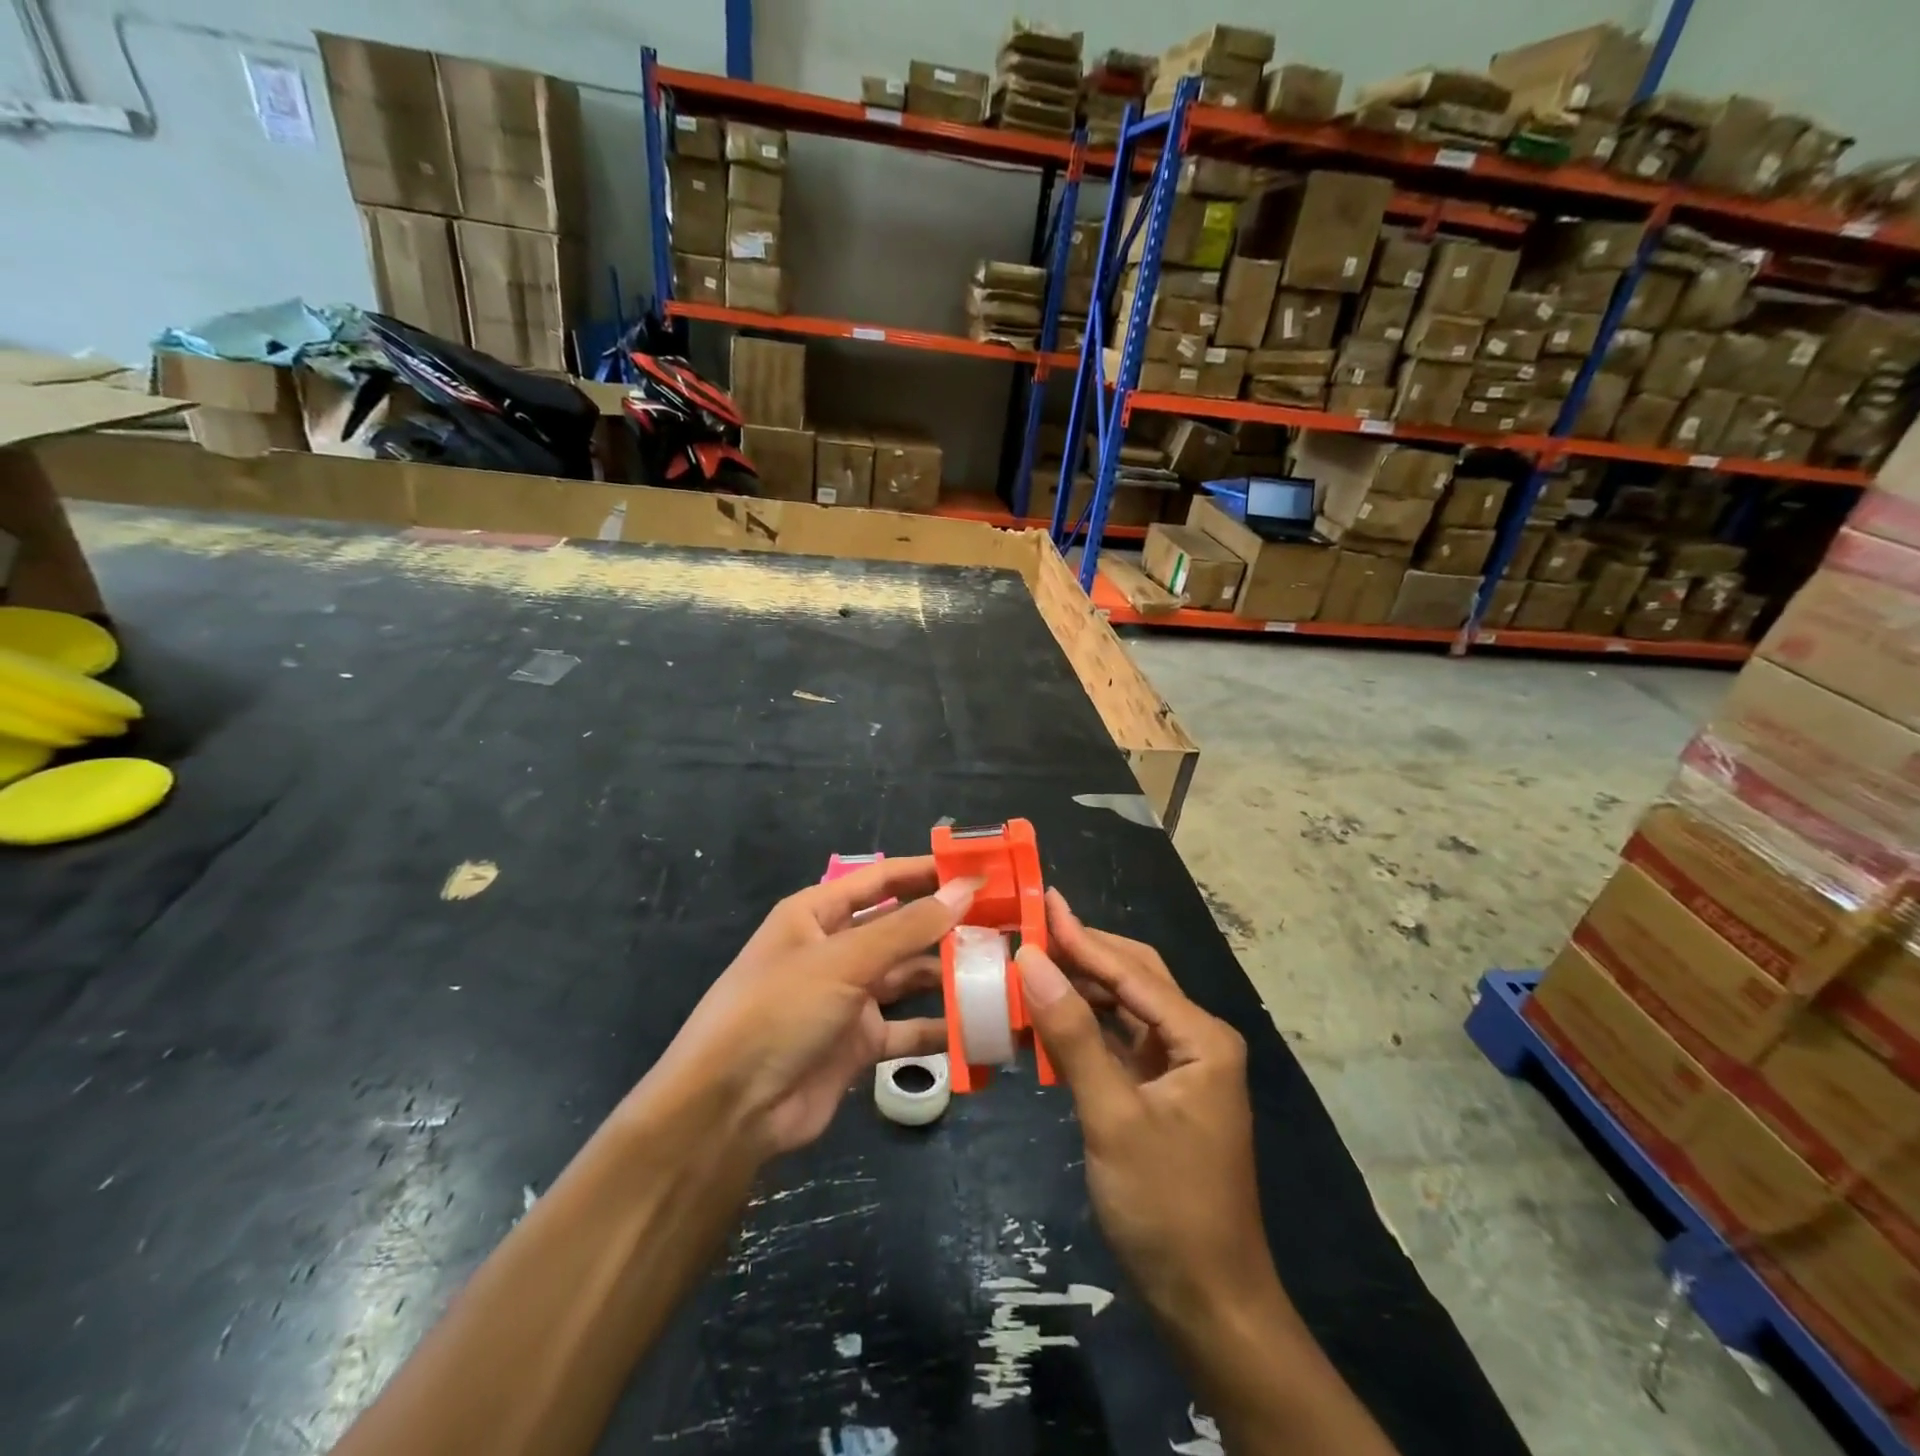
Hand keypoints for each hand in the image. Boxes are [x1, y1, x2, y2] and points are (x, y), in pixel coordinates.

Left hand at [640, 857, 975, 1160]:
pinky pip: (908, 1028)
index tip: (979, 869)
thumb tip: (967, 889)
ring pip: (909, 976)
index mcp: (818, 914)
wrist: (730, 1110)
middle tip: (1005, 920)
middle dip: (946, 923)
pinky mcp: (858, 1044)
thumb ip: (909, 927)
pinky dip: (940, 1028)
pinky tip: (981, 1026)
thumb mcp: (844, 961)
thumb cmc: (780, 1011)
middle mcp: (835, 950)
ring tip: (1001, 967)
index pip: (882, 879)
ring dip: (948, 974)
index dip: (928, 871)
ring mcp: (847, 998)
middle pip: (900, 927)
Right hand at [1016, 890, 1275, 1326]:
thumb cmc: (1166, 1207)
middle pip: (1132, 978)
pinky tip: (1045, 1021)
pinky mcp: (1160, 1094)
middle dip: (1082, 954)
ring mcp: (1179, 1068)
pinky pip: (1117, 1044)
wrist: (1208, 1303)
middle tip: (1028, 929)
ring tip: (1028, 968)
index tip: (1038, 902)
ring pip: (1123, 1010)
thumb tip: (1031, 961)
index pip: (1130, 971)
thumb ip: (1072, 1034)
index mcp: (1200, 1037)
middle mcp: (1195, 1040)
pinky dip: (1082, 1030)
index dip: (1080, 936)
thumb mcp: (1112, 1115)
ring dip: (1078, 991)